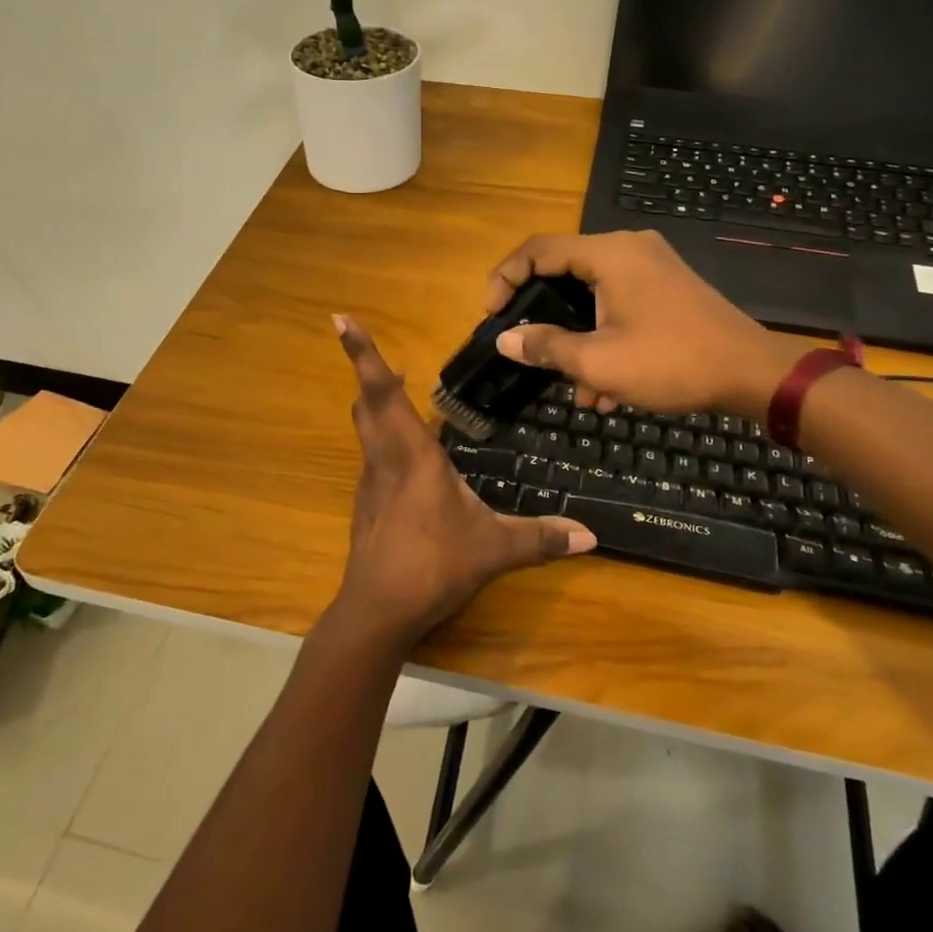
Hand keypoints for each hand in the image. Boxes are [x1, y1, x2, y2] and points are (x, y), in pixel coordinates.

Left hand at [329, 315, 595, 649]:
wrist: (377, 612)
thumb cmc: (433, 565)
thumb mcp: (494, 549)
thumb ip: (541, 538)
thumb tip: (591, 535)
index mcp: (412, 455)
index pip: (382, 392)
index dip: (361, 354)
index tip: (340, 319)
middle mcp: (385, 460)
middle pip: (367, 405)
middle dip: (370, 375)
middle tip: (385, 360)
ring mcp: (370, 484)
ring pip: (365, 431)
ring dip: (375, 408)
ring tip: (396, 397)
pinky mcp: (366, 506)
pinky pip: (372, 459)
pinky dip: (383, 443)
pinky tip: (408, 463)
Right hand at [485, 230, 815, 417]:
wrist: (753, 374)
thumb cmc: (671, 362)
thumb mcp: (599, 362)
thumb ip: (546, 346)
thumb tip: (505, 340)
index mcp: (609, 254)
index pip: (539, 250)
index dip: (505, 278)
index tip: (491, 315)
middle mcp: (629, 249)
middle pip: (565, 272)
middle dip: (544, 318)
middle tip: (525, 348)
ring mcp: (651, 267)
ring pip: (593, 296)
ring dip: (577, 339)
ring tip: (576, 390)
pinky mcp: (667, 288)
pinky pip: (619, 305)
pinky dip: (605, 338)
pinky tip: (607, 391)